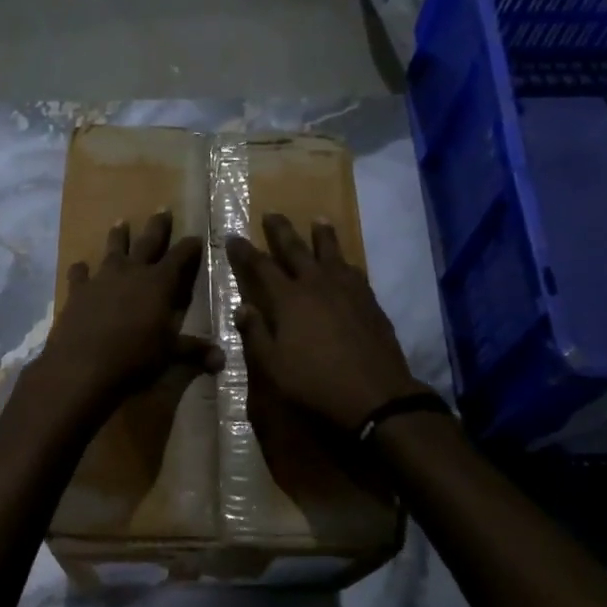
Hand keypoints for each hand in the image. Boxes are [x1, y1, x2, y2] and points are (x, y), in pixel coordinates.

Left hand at [34, 211, 222, 416]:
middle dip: (158, 226)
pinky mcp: (78, 291)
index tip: (197, 236)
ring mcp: (102, 278)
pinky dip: (80, 269)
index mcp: (159, 283)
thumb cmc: (134, 357)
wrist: (82, 365)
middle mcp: (132, 272)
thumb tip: (222, 360)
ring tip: (120, 222)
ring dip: (118, 236)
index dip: (190, 246)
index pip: (180, 257)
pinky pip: (79, 274)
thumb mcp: (169, 355)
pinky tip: (80, 266)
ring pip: (113, 249)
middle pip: (148, 242)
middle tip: (162, 208)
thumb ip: (194, 351)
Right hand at [226, 214, 423, 434]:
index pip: (260, 267)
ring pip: (331, 252)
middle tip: (272, 213)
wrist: (374, 394)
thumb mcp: (273, 365)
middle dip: (281, 230)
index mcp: (288, 299)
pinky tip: (345, 262)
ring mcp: (347, 290)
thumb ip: (256, 334)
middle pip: (296, 249)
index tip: (233, 236)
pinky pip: (354, 270)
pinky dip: (344, 261)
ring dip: (321, 235)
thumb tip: (242, 307)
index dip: (245, 251)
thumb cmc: (315, 382)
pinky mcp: (369, 300)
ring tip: (318, 219)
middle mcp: (316, 285)